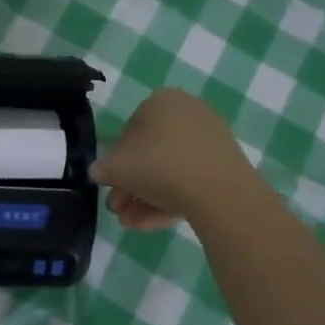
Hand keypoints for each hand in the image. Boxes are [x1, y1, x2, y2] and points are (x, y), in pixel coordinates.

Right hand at [93, 88, 254, 230]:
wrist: (219, 190)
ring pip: (169, 170)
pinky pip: (190, 179)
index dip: (115, 162)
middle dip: (130, 186)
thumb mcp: (115, 167)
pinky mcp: (224, 164)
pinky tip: (153, 223)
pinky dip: (170, 199)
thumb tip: (99, 172)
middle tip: (119, 210)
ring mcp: (209, 139)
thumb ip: (101, 168)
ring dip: (145, 198)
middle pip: (150, 154)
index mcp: (160, 101)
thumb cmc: (159, 166)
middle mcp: (187, 112)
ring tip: (131, 223)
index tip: (111, 186)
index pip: (128, 131)